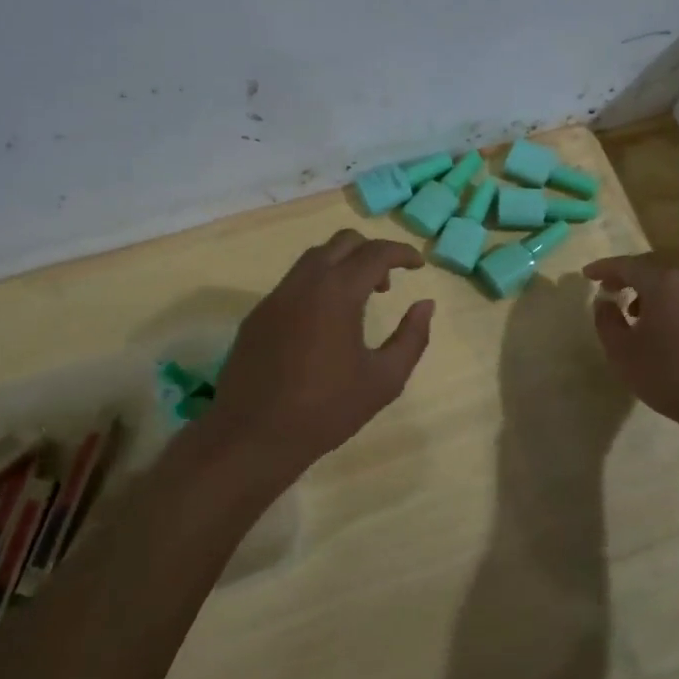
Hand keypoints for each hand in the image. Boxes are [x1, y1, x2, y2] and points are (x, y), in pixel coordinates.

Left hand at [208, 230, 434, 476]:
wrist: (253, 436)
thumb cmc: (326, 410)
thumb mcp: (384, 380)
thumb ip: (412, 338)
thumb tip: (425, 305)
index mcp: (337, 293)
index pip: (375, 253)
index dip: (402, 253)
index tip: (419, 265)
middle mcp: (304, 283)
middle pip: (342, 242)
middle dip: (371, 252)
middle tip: (386, 285)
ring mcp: (275, 297)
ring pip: (314, 259)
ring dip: (342, 266)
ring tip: (358, 302)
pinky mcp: (257, 315)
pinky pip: (293, 283)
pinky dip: (318, 285)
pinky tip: (324, 323)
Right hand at [582, 255, 678, 424]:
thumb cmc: (667, 375)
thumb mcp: (621, 352)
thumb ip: (606, 320)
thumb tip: (604, 302)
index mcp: (663, 284)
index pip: (627, 265)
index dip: (604, 268)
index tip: (587, 274)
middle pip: (655, 272)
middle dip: (630, 279)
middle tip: (613, 292)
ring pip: (678, 289)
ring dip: (655, 297)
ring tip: (641, 319)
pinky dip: (678, 312)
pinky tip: (673, 337)